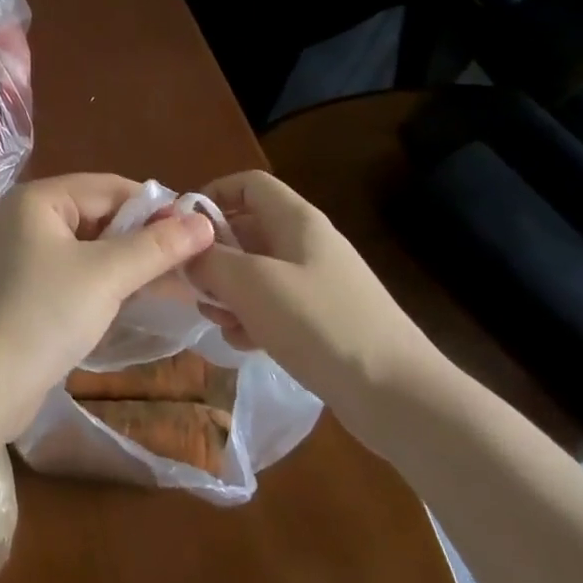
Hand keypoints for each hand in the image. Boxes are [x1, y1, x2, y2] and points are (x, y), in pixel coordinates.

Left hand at [0, 173, 216, 437]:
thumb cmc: (43, 314)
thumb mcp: (106, 275)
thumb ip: (156, 247)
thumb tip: (204, 222)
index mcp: (40, 199)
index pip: (110, 187)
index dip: (156, 207)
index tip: (199, 232)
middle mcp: (28, 218)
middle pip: (99, 216)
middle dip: (145, 238)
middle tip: (194, 263)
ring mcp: (23, 257)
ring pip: (90, 249)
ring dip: (130, 264)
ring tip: (178, 285)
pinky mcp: (25, 292)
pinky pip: (76, 275)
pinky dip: (107, 284)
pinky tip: (139, 302)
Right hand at [190, 171, 447, 446]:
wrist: (400, 397)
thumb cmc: (320, 324)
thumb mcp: (252, 284)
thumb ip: (210, 261)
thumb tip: (186, 253)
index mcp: (296, 220)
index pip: (248, 184)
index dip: (213, 195)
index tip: (183, 228)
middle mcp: (308, 243)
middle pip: (248, 229)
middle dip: (215, 254)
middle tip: (191, 284)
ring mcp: (319, 283)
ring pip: (258, 271)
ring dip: (229, 290)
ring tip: (215, 318)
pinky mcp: (325, 320)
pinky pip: (276, 305)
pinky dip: (253, 317)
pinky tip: (241, 343)